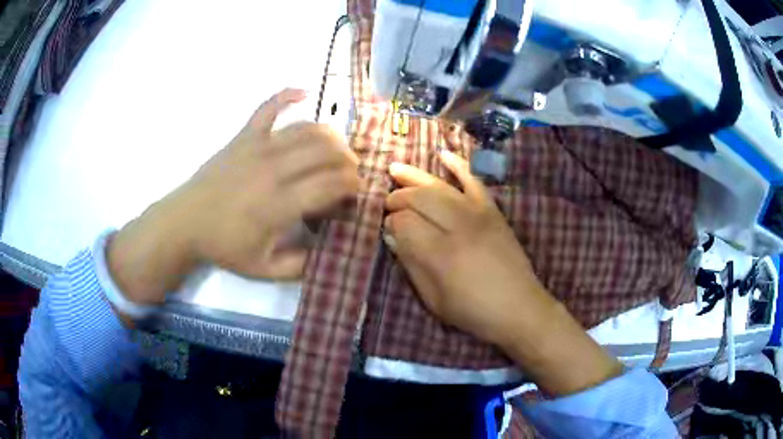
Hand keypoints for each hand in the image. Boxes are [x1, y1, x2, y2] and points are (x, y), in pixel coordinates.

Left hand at [107, 88, 358, 311]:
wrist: (185, 222)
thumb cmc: (225, 246)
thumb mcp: (265, 269)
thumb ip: (302, 265)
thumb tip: (331, 250)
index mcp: (280, 204)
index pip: (333, 183)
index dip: (354, 186)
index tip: (355, 194)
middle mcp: (273, 169)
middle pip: (327, 151)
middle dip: (348, 161)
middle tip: (348, 175)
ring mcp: (257, 147)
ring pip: (308, 128)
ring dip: (331, 136)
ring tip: (335, 150)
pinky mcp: (244, 136)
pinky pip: (268, 106)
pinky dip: (287, 95)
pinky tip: (303, 92)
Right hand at [384, 150, 621, 395]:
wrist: (520, 307)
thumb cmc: (474, 311)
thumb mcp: (434, 299)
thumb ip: (411, 265)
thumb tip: (391, 235)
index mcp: (441, 255)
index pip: (404, 223)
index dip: (391, 222)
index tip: (386, 228)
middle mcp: (458, 227)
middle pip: (419, 199)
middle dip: (398, 197)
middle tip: (388, 202)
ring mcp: (478, 215)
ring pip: (440, 186)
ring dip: (415, 176)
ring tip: (395, 169)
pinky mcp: (493, 211)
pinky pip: (474, 181)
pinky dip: (459, 165)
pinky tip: (443, 154)